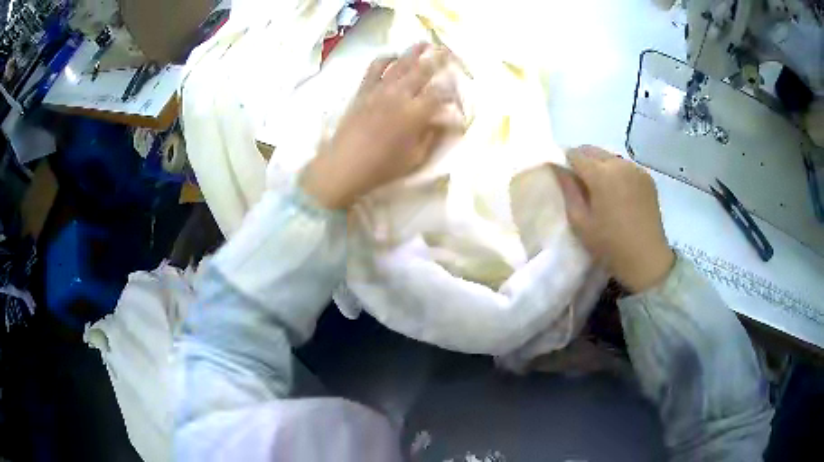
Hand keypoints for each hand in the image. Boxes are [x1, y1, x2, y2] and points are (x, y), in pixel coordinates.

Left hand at [301, 44, 456, 208]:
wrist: (344, 165)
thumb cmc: (382, 167)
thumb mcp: (415, 158)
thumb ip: (432, 136)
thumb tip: (446, 122)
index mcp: (416, 113)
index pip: (440, 94)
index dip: (451, 89)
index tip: (456, 89)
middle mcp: (400, 95)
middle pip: (423, 70)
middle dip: (438, 60)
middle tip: (448, 52)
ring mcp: (379, 89)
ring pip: (400, 63)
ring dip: (415, 51)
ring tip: (424, 44)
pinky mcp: (363, 90)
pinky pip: (374, 67)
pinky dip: (385, 58)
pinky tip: (393, 56)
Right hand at [555, 146, 674, 292]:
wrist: (647, 258)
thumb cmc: (610, 244)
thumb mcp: (581, 222)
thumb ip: (568, 191)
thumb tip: (557, 169)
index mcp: (601, 174)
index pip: (575, 154)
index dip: (565, 162)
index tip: (564, 177)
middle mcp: (619, 164)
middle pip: (593, 150)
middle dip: (582, 160)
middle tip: (580, 183)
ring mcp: (635, 169)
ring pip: (609, 157)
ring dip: (601, 166)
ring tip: (601, 189)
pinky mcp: (647, 177)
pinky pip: (625, 166)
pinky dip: (617, 172)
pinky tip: (619, 193)